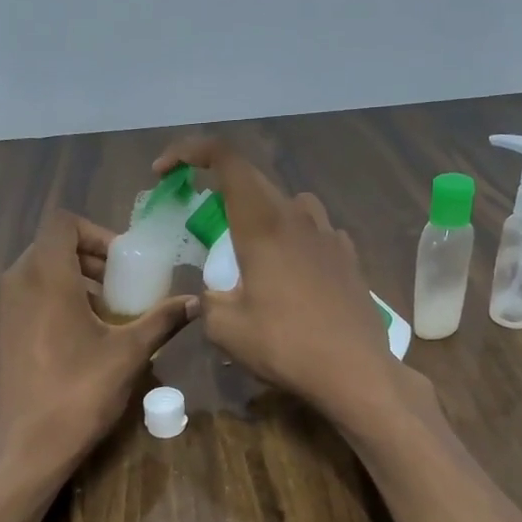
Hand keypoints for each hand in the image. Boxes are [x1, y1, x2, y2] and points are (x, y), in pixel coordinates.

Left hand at [0, 210, 196, 488]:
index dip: (97, 233)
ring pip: (38, 273)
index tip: (124, 263)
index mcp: (45, 276)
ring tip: (106, 314)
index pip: (63, 222)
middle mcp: (16, 283)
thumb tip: (196, 302)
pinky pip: (27, 299)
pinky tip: (80, 340)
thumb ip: (162, 321)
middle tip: (122, 286)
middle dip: (90, 259)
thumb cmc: (77, 393)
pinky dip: (54, 302)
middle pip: (51, 246)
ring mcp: (1, 310)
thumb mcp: (128, 354)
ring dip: (74, 281)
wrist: (22, 449)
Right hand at [153, 136, 430, 430]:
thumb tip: (211, 295)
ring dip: (262, 213)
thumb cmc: (285, 346)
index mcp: (263, 225)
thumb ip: (209, 302)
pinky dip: (293, 239)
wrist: (355, 371)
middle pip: (254, 180)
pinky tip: (290, 273)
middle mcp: (298, 217)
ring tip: (249, 248)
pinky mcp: (348, 257)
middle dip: (220, 189)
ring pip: (289, 204)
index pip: (226, 160)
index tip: (165, 172)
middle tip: (199, 217)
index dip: (190, 151)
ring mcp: (329, 235)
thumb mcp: (226, 330)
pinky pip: (314, 232)